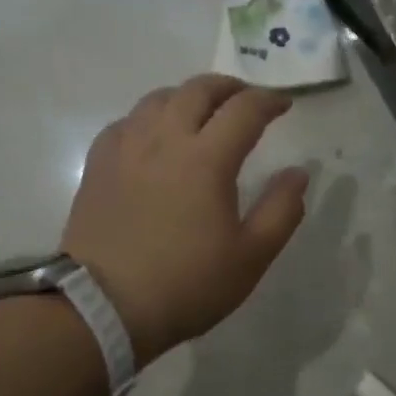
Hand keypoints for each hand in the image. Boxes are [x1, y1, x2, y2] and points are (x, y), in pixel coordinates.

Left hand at [62, 75, 308, 362]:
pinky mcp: (98, 166)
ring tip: (201, 113)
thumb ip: (281, 210)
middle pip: (198, 90)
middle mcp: (164, 140)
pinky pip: (126, 122)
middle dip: (229, 87)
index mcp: (206, 159)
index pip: (244, 110)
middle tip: (246, 100)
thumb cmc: (187, 285)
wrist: (103, 307)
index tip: (284, 105)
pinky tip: (153, 137)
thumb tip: (297, 174)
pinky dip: (149, 118)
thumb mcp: (251, 257)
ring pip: (157, 99)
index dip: (269, 101)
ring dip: (187, 96)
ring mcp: (125, 149)